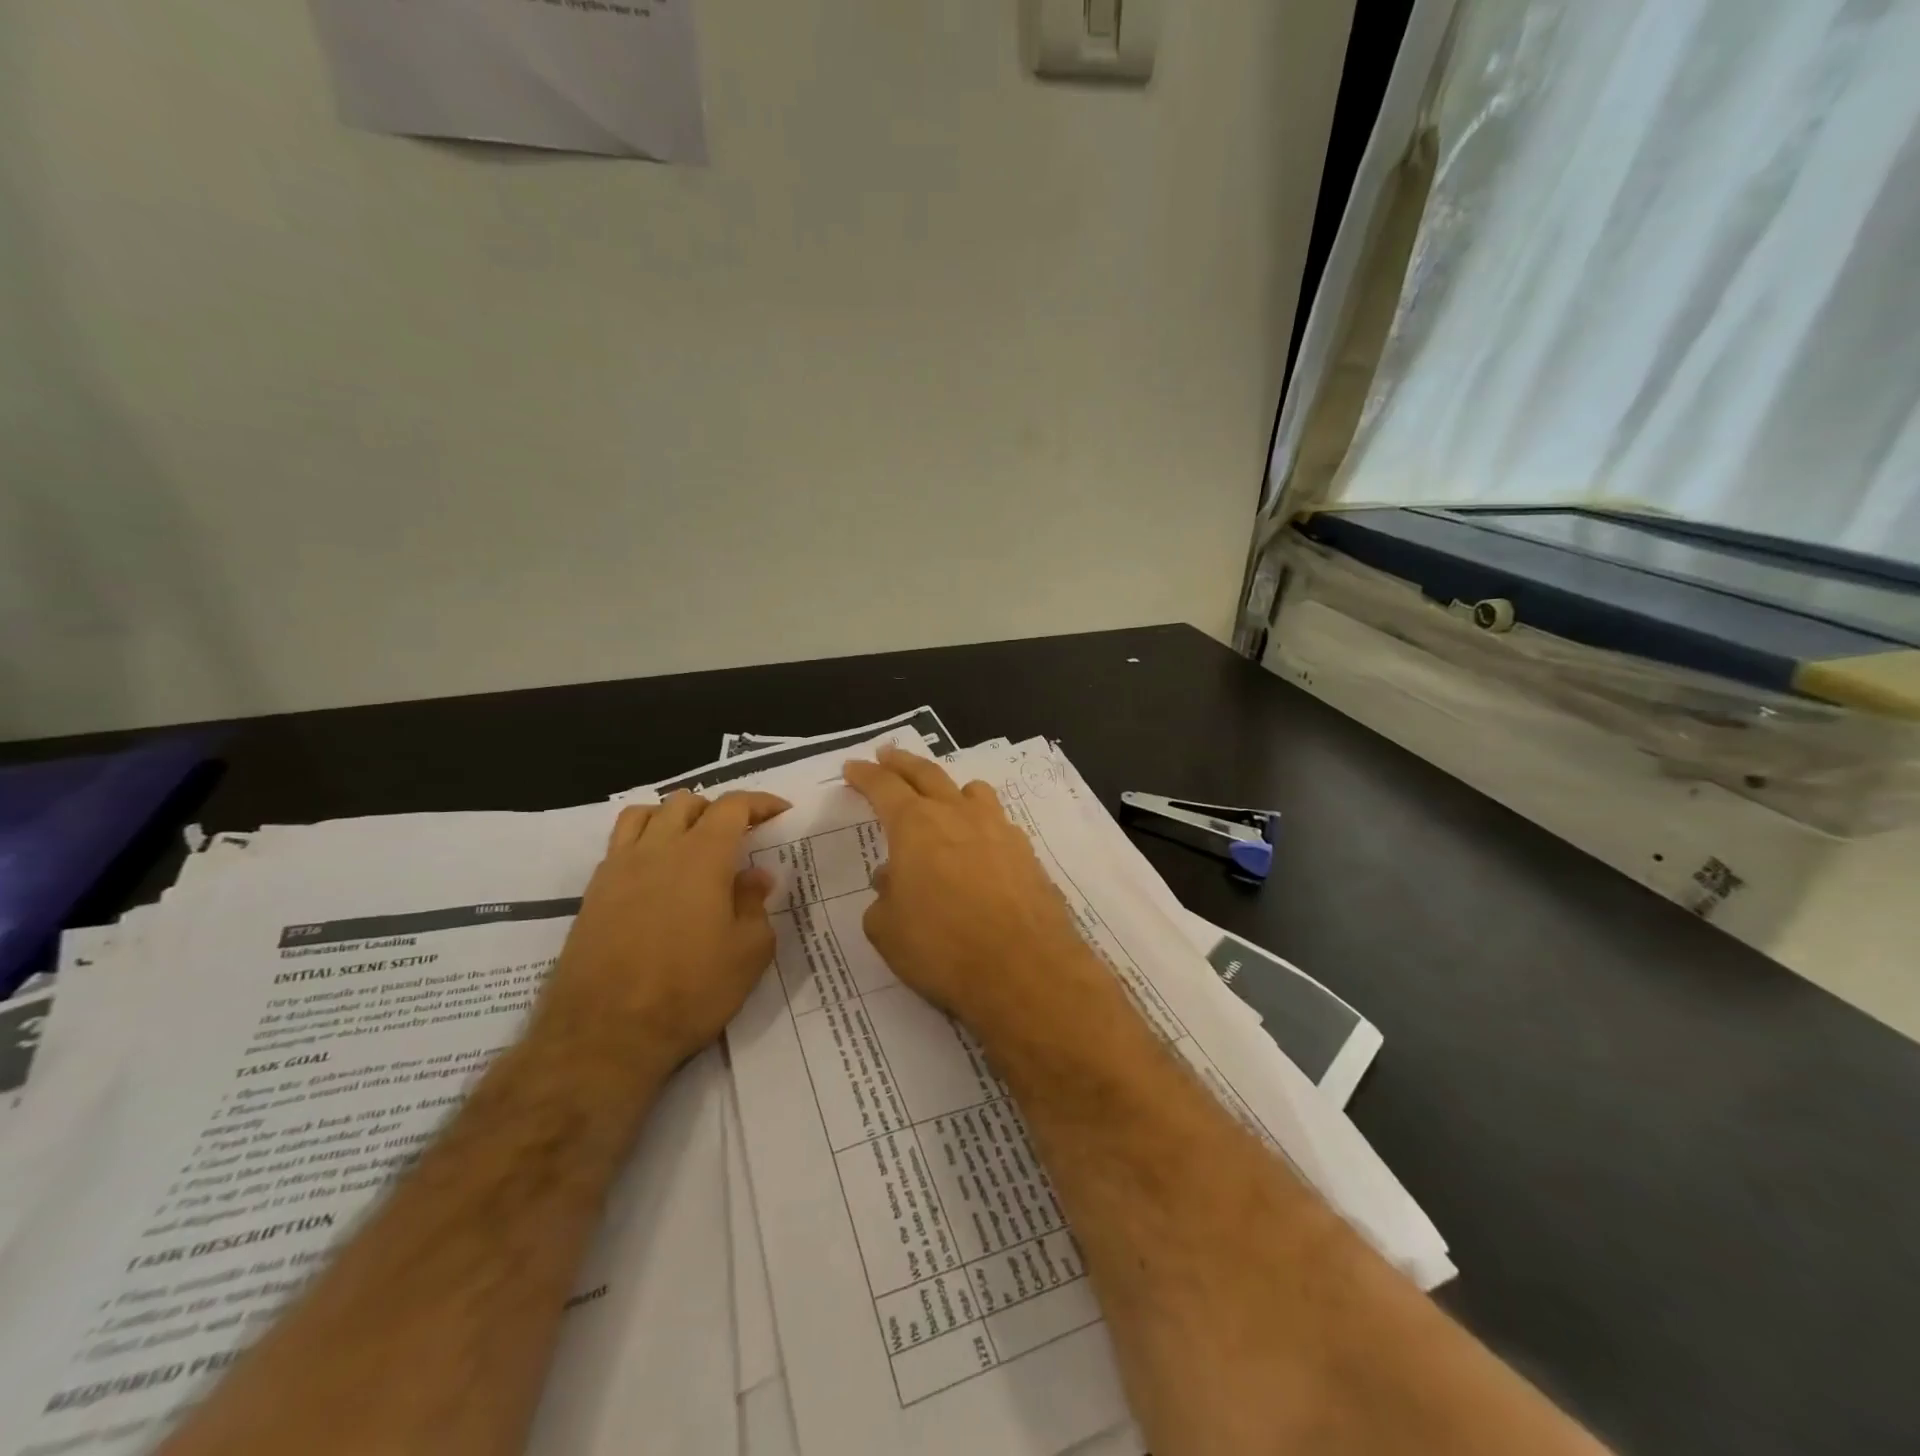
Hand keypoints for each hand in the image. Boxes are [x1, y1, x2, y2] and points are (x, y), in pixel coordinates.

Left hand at [537, 790, 789, 1075]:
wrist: (605, 1033)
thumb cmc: (691, 990)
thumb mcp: (748, 952)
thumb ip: (755, 905)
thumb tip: (755, 876)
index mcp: (703, 856)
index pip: (733, 806)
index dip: (760, 802)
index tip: (780, 811)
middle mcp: (658, 849)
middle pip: (687, 802)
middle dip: (717, 809)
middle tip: (738, 834)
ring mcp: (620, 868)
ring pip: (645, 814)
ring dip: (674, 816)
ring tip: (691, 841)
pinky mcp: (594, 892)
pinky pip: (619, 844)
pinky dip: (643, 840)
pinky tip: (655, 872)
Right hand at [842, 748, 1097, 1032]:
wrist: (1024, 969)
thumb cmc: (942, 948)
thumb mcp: (887, 930)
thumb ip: (884, 897)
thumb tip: (893, 879)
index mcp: (915, 825)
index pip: (884, 787)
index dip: (865, 775)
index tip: (853, 767)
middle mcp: (957, 815)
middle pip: (927, 774)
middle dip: (902, 763)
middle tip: (887, 755)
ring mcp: (998, 830)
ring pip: (971, 791)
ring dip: (949, 788)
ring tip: (941, 796)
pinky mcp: (1026, 853)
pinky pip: (997, 822)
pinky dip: (980, 823)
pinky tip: (978, 845)